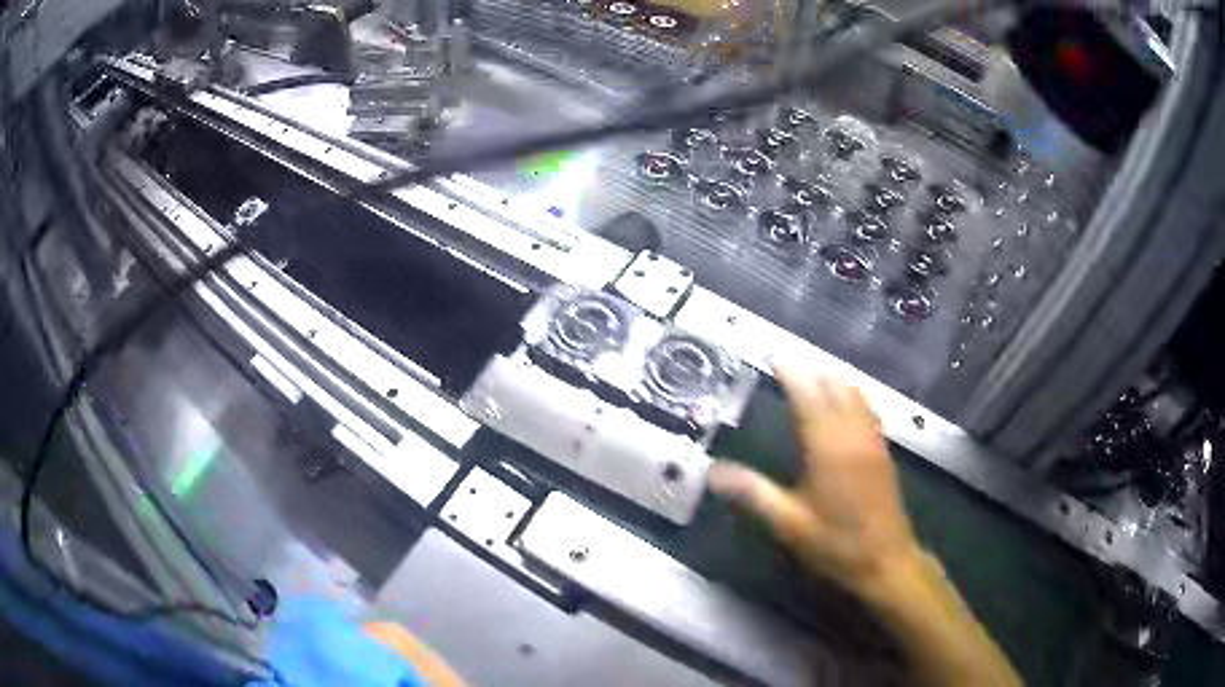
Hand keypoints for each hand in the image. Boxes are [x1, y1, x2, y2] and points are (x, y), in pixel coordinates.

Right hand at [709, 365, 918, 590]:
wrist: (886, 560)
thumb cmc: (836, 543)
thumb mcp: (788, 523)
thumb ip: (753, 493)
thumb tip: (713, 472)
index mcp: (828, 447)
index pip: (809, 396)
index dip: (792, 373)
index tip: (774, 357)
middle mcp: (853, 435)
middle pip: (834, 387)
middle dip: (811, 369)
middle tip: (788, 363)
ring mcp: (873, 441)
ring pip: (855, 394)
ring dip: (833, 378)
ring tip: (812, 373)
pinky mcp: (883, 451)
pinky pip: (868, 408)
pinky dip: (852, 394)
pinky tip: (845, 401)